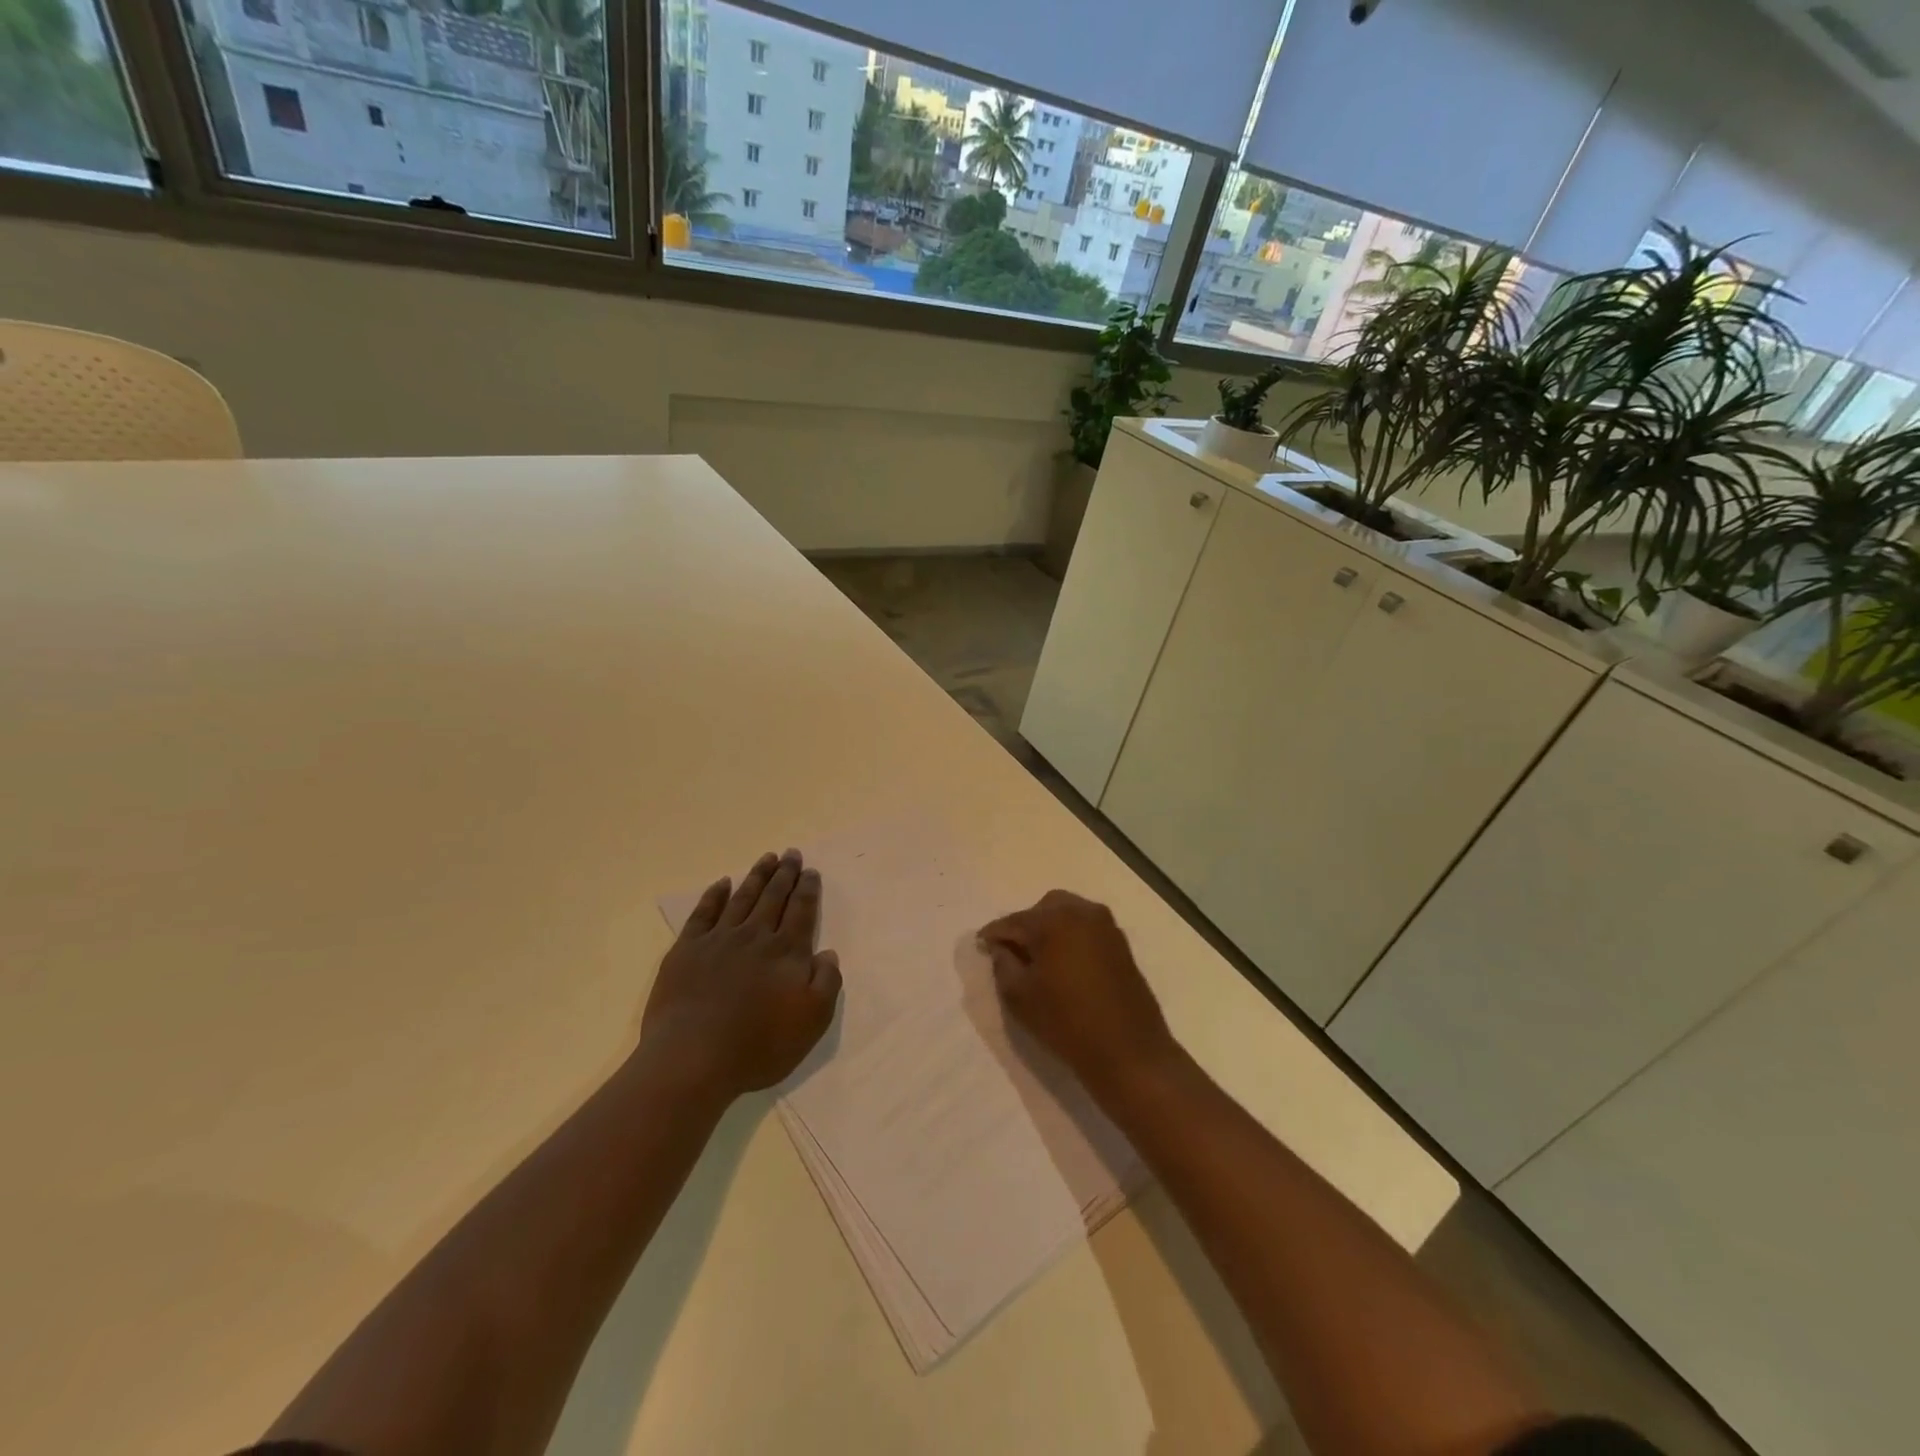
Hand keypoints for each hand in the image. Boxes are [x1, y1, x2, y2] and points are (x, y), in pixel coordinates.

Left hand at [641, 850, 841, 1100]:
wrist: (693, 1058)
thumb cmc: (759, 1045)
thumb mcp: (812, 1021)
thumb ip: (827, 982)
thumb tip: (828, 953)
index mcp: (787, 952)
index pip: (802, 911)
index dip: (808, 889)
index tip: (811, 871)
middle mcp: (755, 936)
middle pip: (774, 897)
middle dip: (785, 874)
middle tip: (791, 854)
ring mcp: (719, 940)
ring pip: (743, 898)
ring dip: (757, 876)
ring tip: (767, 858)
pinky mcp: (687, 950)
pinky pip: (704, 913)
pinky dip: (715, 895)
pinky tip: (722, 883)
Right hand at [978, 890, 1175, 1099]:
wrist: (1128, 1052)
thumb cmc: (1066, 1022)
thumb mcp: (1020, 996)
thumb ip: (1002, 964)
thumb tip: (1001, 947)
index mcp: (1054, 920)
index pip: (1014, 921)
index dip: (994, 934)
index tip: (980, 945)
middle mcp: (1082, 912)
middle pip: (1043, 909)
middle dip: (1025, 926)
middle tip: (1011, 952)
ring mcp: (1106, 926)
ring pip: (1068, 914)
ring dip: (1049, 929)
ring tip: (1037, 958)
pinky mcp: (1120, 943)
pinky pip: (1086, 928)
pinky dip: (1070, 937)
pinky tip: (1062, 962)